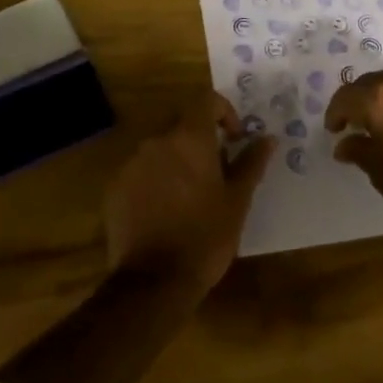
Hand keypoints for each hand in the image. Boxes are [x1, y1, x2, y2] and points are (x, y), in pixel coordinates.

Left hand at [105, 92, 273, 295]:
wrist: (153, 283)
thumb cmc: (205, 236)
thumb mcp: (237, 201)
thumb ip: (252, 163)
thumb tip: (268, 138)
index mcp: (189, 138)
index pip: (206, 99)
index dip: (223, 111)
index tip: (234, 138)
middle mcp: (157, 140)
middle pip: (182, 123)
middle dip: (200, 139)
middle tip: (216, 170)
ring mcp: (132, 163)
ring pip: (160, 147)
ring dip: (177, 159)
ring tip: (190, 193)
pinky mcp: (115, 187)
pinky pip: (140, 170)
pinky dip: (155, 178)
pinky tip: (164, 210)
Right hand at [325, 68, 382, 239]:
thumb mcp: (382, 174)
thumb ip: (360, 150)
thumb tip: (344, 143)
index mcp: (381, 99)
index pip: (346, 97)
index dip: (335, 113)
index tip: (334, 130)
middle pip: (371, 83)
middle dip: (358, 101)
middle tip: (353, 124)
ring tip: (381, 122)